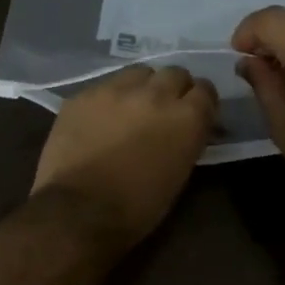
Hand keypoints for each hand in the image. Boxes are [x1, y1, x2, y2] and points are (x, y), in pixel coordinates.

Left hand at [32, 65, 217, 248]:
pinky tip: (100, 119)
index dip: (200, 103)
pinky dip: (109, 99)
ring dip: (142, 87)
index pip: (205, 90)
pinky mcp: (83, 95)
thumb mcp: (178, 176)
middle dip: (173, 89)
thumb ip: (186, 142)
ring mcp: (116, 90)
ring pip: (139, 72)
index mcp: (186, 118)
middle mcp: (155, 94)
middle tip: (163, 111)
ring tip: (132, 108)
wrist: (78, 212)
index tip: (194, 115)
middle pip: (175, 73)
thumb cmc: (137, 208)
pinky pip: (104, 86)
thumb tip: (185, 131)